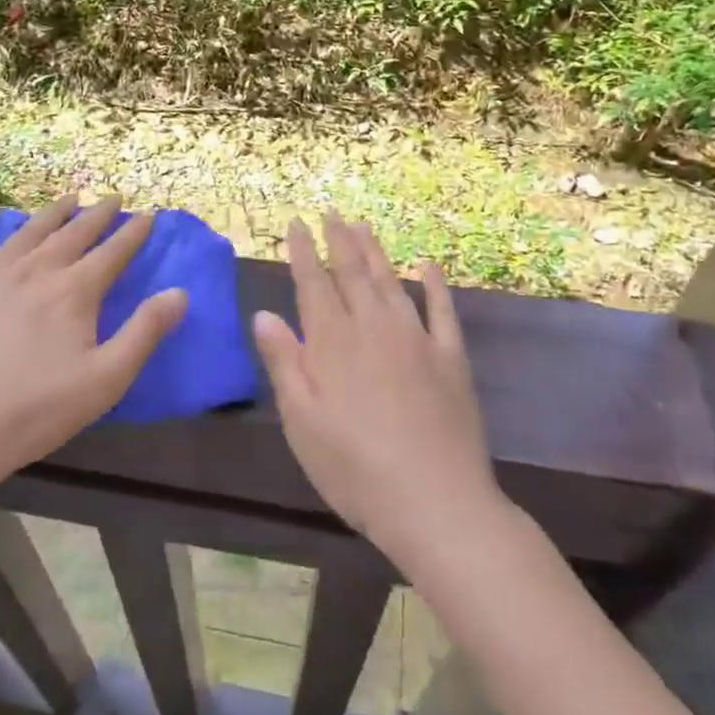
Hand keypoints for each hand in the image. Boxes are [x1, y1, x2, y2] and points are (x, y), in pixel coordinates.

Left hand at [0, 196, 188, 488]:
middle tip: (114, 198)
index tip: (148, 216)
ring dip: (54, 211)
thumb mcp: (107, 378)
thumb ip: (145, 332)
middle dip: (99, 214)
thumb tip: (180, 292)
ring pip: (30, 231)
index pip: (113, 252)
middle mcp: (38, 270)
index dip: (134, 233)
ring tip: (70, 197)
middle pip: (74, 233)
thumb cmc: (39, 408)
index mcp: (75, 290)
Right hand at [252, 214, 501, 572]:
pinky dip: (435, 284)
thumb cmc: (354, 469)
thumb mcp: (302, 422)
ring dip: (375, 251)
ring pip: (391, 282)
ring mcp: (416, 338)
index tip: (296, 224)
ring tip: (363, 225)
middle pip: (352, 273)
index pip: (313, 284)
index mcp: (333, 343)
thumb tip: (264, 314)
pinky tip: (428, 265)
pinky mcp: (450, 357)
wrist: (435, 502)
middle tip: (331, 212)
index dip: (303, 252)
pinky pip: (442, 310)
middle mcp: (373, 328)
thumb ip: (284, 363)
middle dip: (338, 240)